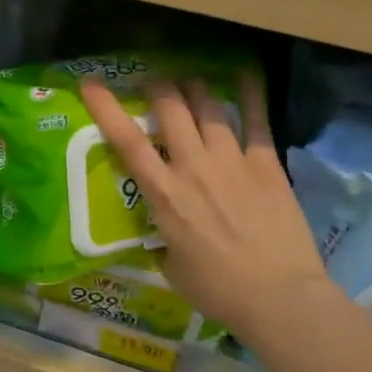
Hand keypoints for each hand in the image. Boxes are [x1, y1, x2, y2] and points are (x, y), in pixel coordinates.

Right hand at [80, 73, 333, 329]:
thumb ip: (162, 237)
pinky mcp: (266, 163)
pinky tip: (242, 73)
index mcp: (164, 194)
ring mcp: (231, 161)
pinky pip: (255, 119)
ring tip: (188, 80)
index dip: (105, 107)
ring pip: (207, 106)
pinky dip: (247, 93)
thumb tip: (161, 227)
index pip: (127, 141)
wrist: (280, 298)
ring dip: (193, 87)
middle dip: (157, 86)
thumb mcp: (171, 266)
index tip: (90, 82)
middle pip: (170, 108)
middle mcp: (193, 167)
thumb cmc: (218, 290)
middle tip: (152, 82)